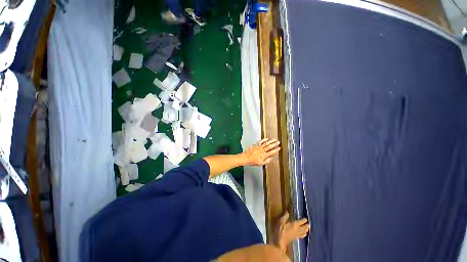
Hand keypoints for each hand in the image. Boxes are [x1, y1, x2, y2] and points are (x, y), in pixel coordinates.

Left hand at [244, 138, 280, 165]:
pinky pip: (261, 142)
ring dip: (271, 141)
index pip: (271, 152)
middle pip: (270, 146)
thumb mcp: (261, 163)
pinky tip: (267, 138)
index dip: (276, 150)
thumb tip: (272, 158)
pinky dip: (264, 140)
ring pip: (266, 143)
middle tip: (278, 142)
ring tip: (274, 139)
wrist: (246, 157)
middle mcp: (262, 150)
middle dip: (274, 144)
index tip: (279, 148)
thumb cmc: (253, 161)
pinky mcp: (256, 145)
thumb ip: (267, 161)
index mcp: (264, 155)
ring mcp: (259, 147)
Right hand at [275, 212, 309, 251]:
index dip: (304, 220)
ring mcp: (297, 234)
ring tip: (308, 228)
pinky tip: (305, 234)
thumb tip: (287, 212)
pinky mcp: (296, 238)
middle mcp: (297, 229)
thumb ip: (285, 216)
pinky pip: (301, 236)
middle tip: (309, 224)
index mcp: (294, 225)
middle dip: (307, 226)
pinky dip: (304, 234)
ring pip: (304, 232)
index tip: (306, 219)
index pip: (301, 222)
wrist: (281, 239)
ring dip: (306, 230)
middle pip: (304, 228)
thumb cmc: (281, 229)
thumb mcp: (282, 221)